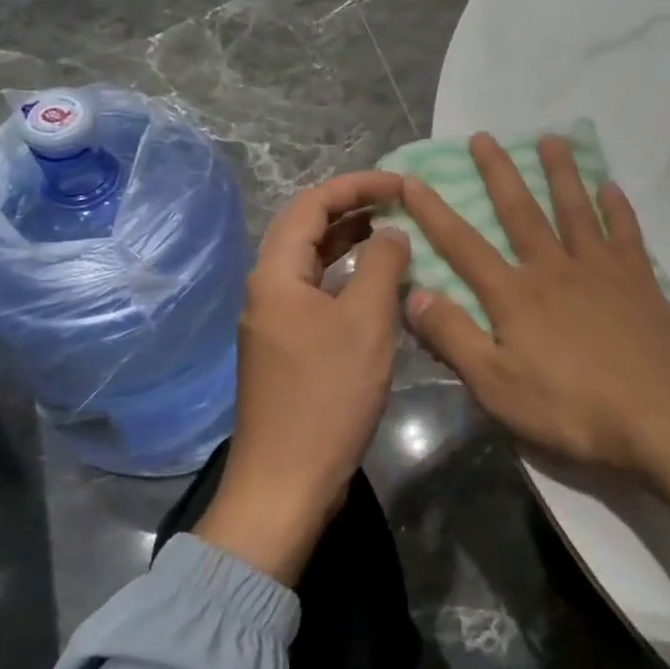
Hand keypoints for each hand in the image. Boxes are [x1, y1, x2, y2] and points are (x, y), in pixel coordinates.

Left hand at [195, 171, 409, 585]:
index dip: (357, 185)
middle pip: (307, 228)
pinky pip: (318, 293)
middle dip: (353, 207)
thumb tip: (392, 233)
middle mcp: (268, 289)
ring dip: (350, 242)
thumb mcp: (365, 323)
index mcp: (277, 274)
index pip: (313, 203)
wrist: (285, 484)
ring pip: (313, 262)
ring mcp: (275, 320)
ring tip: (393, 232)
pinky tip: (377, 285)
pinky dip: (347, 278)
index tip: (401, 184)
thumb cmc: (326, 397)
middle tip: (399, 202)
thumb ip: (382, 266)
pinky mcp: (288, 347)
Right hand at [401, 134, 669, 573]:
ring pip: (575, 209)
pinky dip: (617, 207)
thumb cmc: (574, 408)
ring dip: (560, 173)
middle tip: (484, 136)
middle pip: (521, 212)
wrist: (665, 414)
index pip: (463, 247)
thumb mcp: (497, 385)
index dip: (434, 214)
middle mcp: (554, 269)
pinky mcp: (640, 281)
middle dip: (498, 173)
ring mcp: (601, 271)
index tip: (414, 180)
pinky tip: (612, 186)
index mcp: (515, 296)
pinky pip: (626, 233)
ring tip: (551, 138)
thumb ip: (453, 337)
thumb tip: (412, 293)